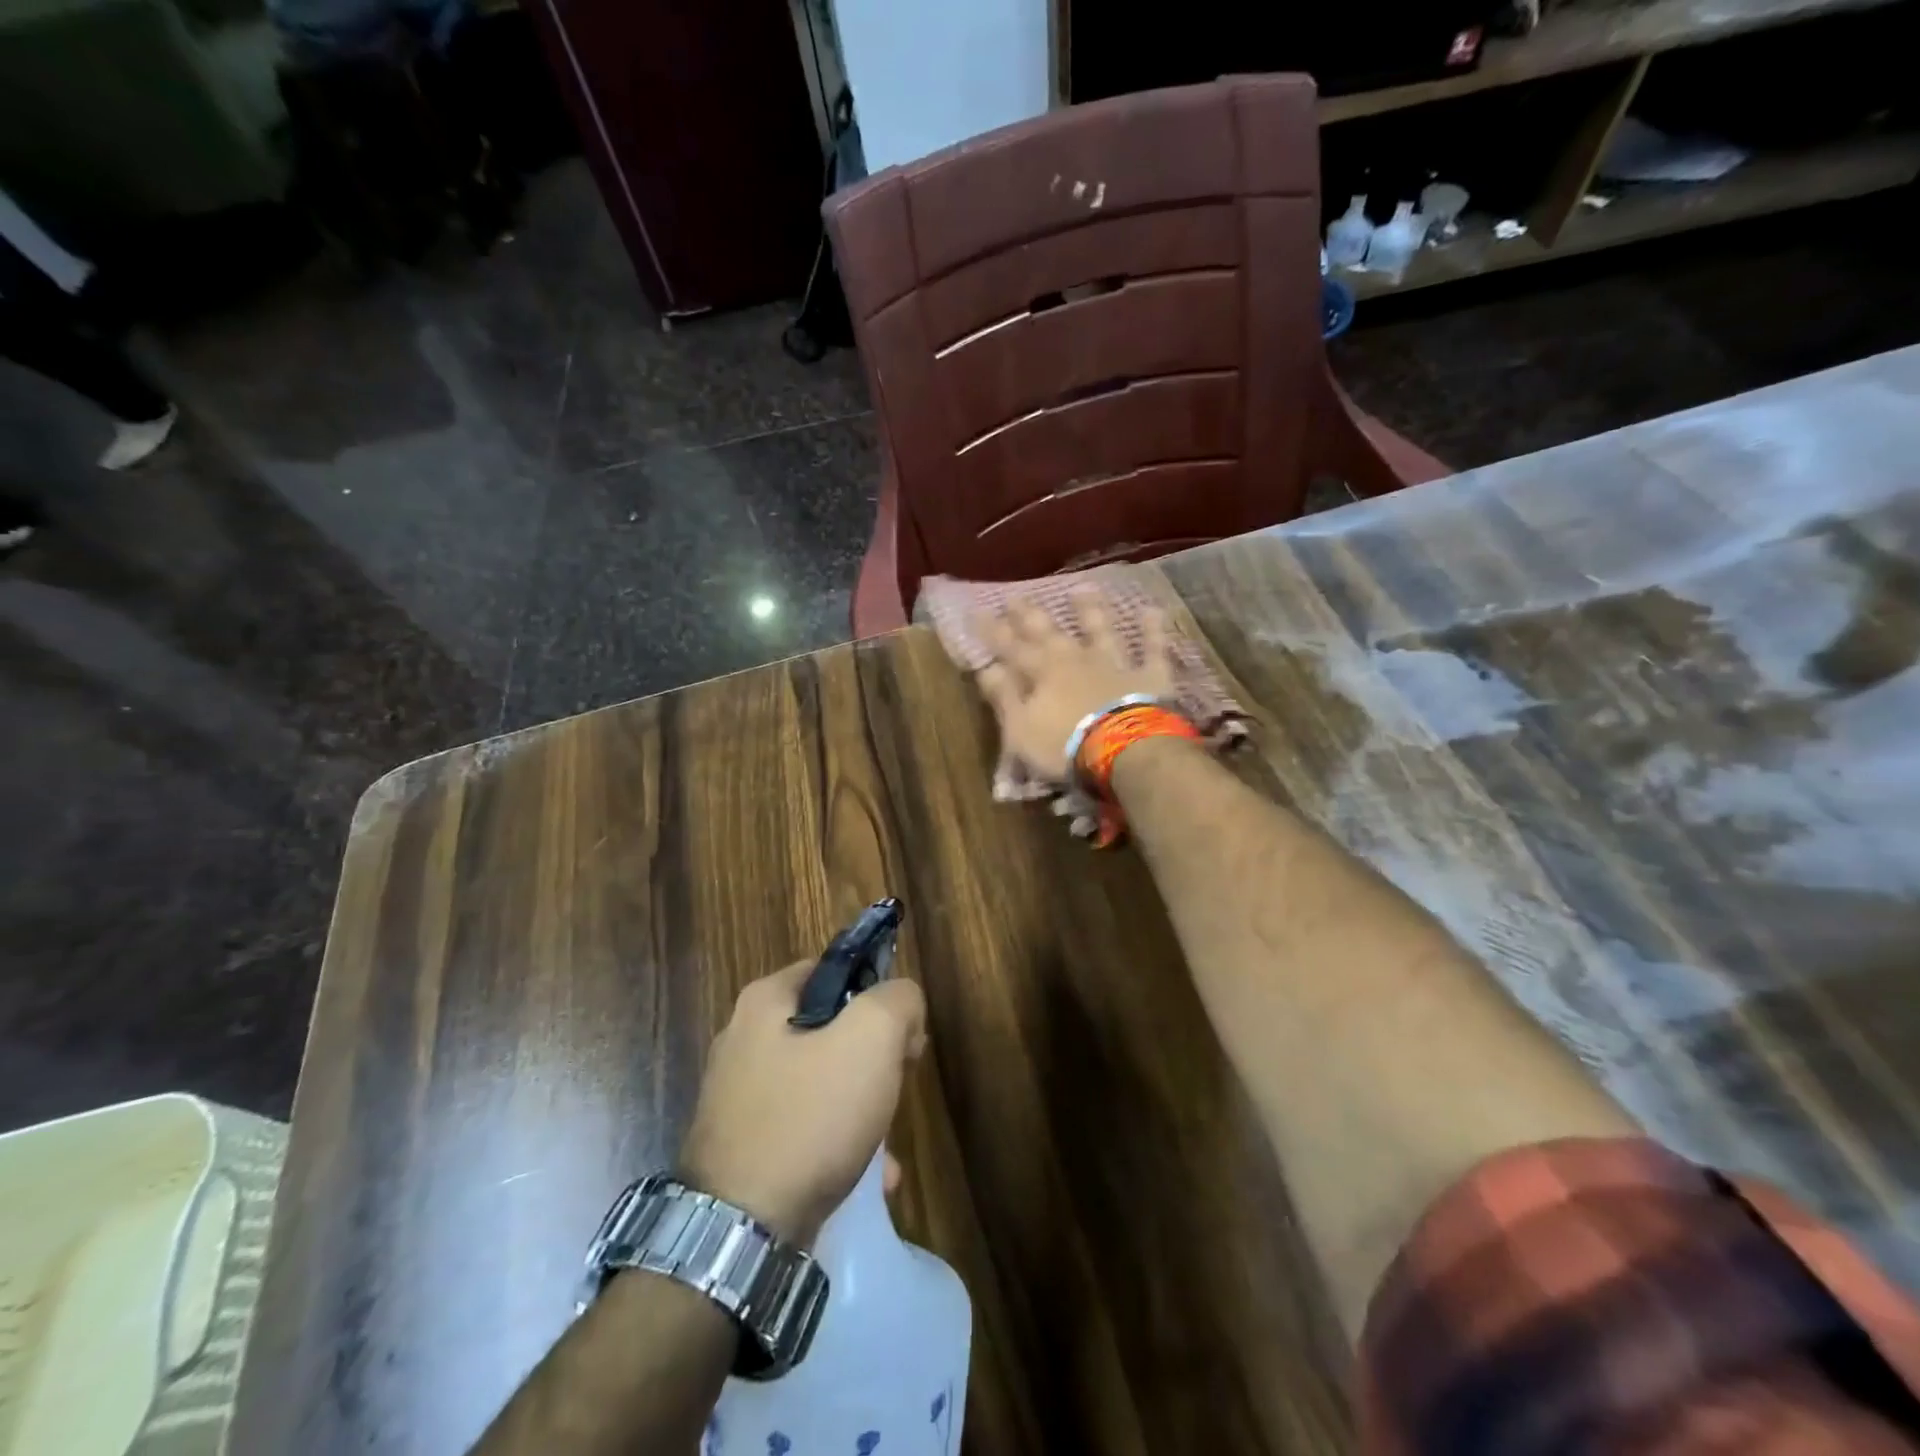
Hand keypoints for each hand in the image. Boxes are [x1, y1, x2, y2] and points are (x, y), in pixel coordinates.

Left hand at [677, 960, 926, 1246]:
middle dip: (872, 1060)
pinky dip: (836, 1147)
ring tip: (886, 1148)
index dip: (876, 995)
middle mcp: (742, 1041)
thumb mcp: (872, 1037)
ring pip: (820, 1086)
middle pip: (829, 1031)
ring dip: (860, 1110)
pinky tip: (866, 1180)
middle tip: (896, 1086)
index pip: (832, 971)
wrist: (740, 1233)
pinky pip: (802, 1132)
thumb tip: (903, 1004)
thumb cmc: (809, 1117)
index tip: (902, 1035)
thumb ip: (898, 1000)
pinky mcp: (740, 1149)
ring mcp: (737, 1099)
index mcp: (764, 1002)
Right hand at [975, 591, 1176, 782]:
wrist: (1123, 751)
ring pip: (1101, 630)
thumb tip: (985, 668)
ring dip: (1091, 610)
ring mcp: (1114, 664)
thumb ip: (1004, 697)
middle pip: (1049, 632)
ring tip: (1082, 588)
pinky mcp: (1148, 677)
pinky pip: (1152, 649)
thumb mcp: (1020, 729)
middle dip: (1029, 614)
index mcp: (1042, 673)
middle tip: (1015, 595)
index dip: (992, 631)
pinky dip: (1152, 630)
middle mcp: (1076, 659)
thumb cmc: (1064, 746)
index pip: (1010, 648)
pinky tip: (1152, 610)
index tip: (976, 610)